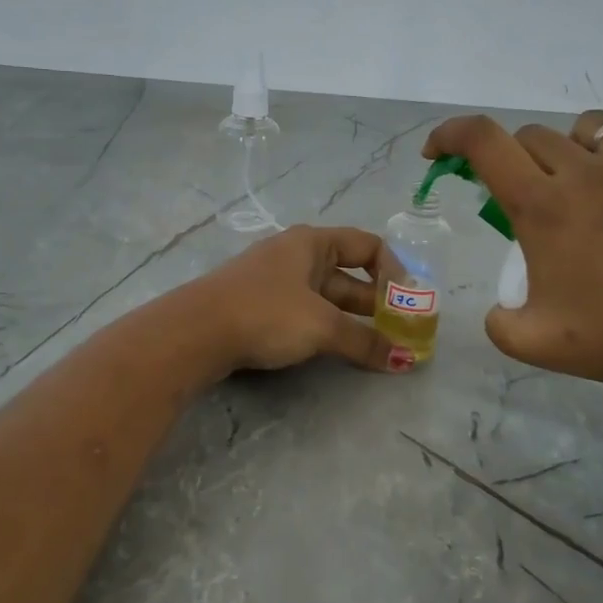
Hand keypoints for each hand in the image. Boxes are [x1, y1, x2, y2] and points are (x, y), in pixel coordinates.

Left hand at [189, 225, 404, 373]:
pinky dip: (327, 328)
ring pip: (327, 297)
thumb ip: (364, 340)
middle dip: (377, 302)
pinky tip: (337, 350)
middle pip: (348, 274)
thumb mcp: (321, 325)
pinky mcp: (259, 307)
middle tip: (401, 331)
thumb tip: (403, 359)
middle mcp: (296, 255)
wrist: (195, 332)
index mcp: (312, 243)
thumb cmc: (266, 313)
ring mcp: (275, 281)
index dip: (393, 271)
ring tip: (378, 346)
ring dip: (353, 320)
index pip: (367, 245)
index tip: (407, 302)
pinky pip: (306, 312)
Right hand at [423, 111, 602, 400]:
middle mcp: (585, 174)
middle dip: (511, 159)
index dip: (450, 134)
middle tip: (520, 198)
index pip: (483, 141)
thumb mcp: (535, 344)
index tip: (438, 151)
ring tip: (578, 185)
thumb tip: (499, 311)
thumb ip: (499, 323)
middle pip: (531, 136)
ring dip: (568, 149)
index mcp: (542, 206)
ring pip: (589, 129)